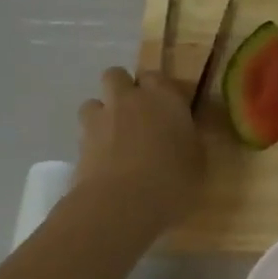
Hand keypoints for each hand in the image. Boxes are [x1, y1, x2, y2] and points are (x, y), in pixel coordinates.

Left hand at [75, 67, 203, 231]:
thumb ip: (187, 139)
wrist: (123, 203)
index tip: (166, 108)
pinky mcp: (80, 142)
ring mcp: (101, 118)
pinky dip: (93, 141)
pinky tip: (104, 161)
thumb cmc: (173, 181)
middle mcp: (129, 99)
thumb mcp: (197, 162)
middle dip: (123, 90)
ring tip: (114, 138)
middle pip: (117, 75)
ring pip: (94, 101)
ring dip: (102, 114)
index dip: (158, 90)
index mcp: (164, 98)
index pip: (157, 77)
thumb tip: (181, 134)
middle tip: (136, 116)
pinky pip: (85, 131)